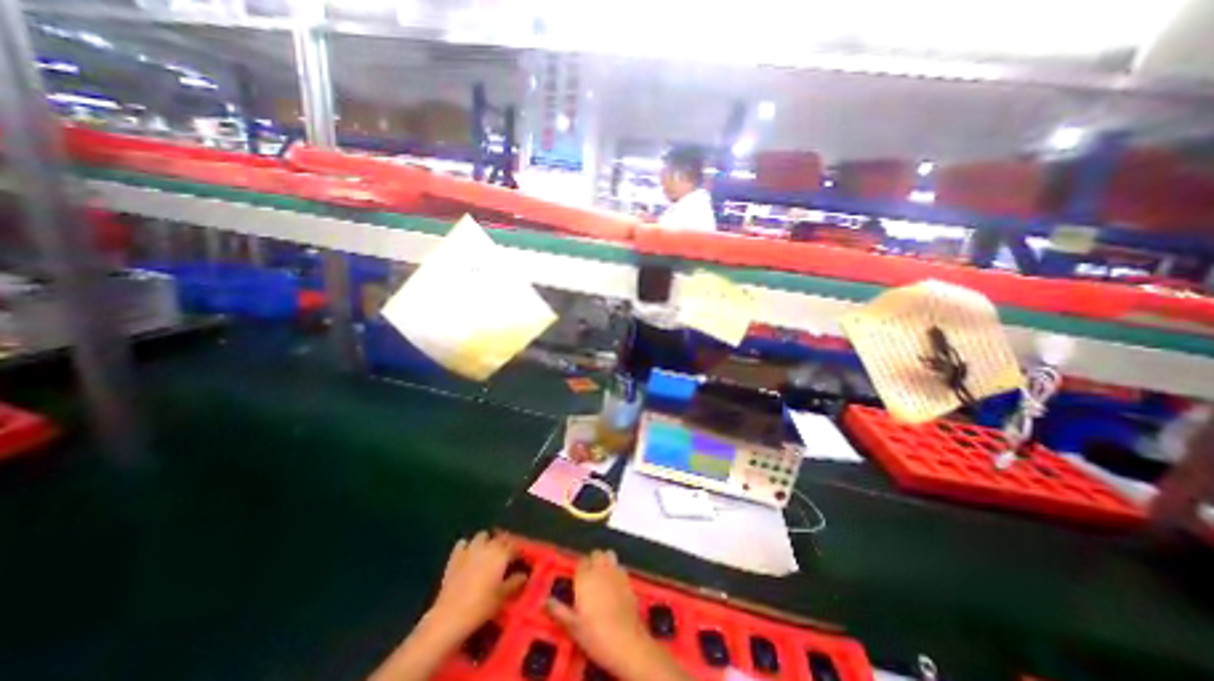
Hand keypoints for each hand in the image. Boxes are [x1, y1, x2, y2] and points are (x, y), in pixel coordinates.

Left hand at [422, 531, 523, 638]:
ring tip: (487, 553)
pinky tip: (468, 556)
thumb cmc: (481, 606)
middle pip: (499, 538)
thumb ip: (515, 582)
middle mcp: (487, 546)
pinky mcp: (455, 556)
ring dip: (486, 541)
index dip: (518, 552)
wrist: (449, 616)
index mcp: (501, 553)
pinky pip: (463, 543)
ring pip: (482, 536)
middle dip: (504, 544)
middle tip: (505, 556)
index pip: (514, 546)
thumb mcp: (503, 597)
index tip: (521, 559)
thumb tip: (524, 575)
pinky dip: (467, 546)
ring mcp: (470, 549)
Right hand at [545, 550, 685, 676]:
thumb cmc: (596, 634)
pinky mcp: (629, 579)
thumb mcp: (572, 626)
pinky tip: (615, 584)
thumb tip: (545, 601)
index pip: (580, 561)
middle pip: (596, 554)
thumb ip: (558, 611)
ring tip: (602, 577)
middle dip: (592, 561)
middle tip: (589, 578)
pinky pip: (620, 566)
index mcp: (585, 577)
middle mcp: (600, 569)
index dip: (579, 569)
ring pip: (609, 555)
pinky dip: (616, 570)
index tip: (577, 580)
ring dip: (605, 561)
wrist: (626, 641)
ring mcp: (616, 572)